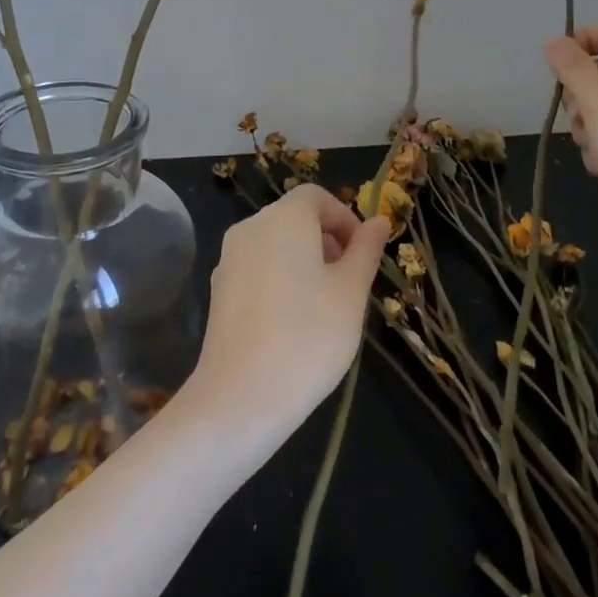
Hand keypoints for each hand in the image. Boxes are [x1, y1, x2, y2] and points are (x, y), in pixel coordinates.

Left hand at [189, 184, 390, 438]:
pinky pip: (258, 269)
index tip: (362, 255)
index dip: (344, 219)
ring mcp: (229, 260)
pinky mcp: (219, 292)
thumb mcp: (352, 291)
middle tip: (349, 283)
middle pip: (294, 218)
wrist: (240, 398)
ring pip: (276, 245)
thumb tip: (379, 221)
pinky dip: (280, 280)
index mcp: (284, 219)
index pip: (316, 198)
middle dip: (327, 241)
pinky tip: (293, 323)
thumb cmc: (309, 337)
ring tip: (325, 306)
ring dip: (305, 261)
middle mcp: (251, 229)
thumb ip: (366, 250)